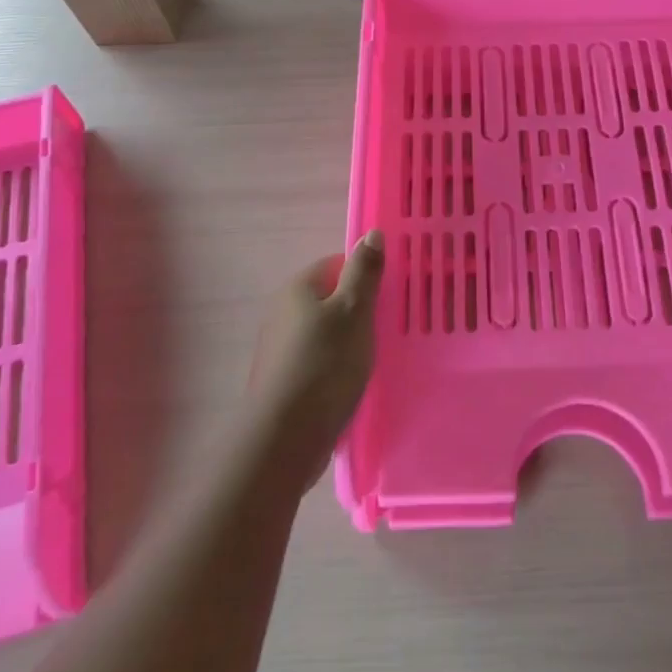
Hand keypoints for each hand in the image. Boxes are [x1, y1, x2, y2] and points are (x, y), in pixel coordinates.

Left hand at [251, 231, 384, 482]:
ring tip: (375, 358)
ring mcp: (281, 348)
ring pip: (325, 332)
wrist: (285, 438)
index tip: (390, 296)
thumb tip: (370, 233)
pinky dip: (336, 367)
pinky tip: (353, 383)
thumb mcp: (354, 311)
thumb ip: (364, 272)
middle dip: (359, 311)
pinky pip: (318, 361)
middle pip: (331, 299)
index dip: (365, 277)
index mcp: (298, 288)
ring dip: (348, 341)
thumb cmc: (325, 364)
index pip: (337, 265)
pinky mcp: (284, 380)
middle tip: (388, 327)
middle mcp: (283, 312)